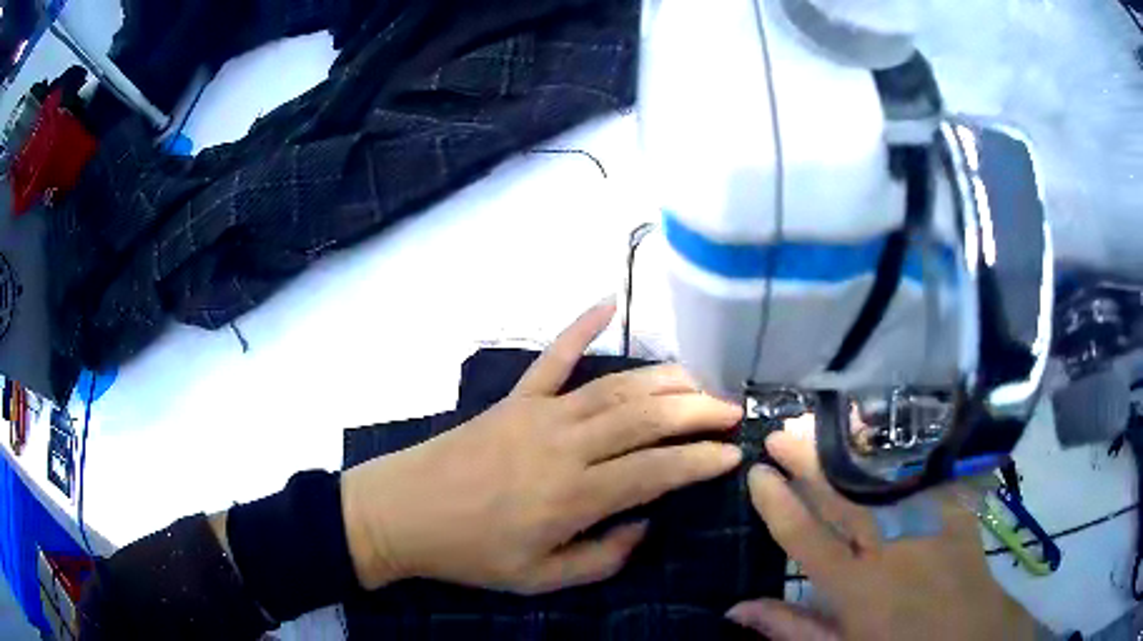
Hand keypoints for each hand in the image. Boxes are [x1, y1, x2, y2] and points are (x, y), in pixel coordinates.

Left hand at [341, 299, 743, 592]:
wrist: (402, 513)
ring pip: (616, 386)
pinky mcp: (514, 398)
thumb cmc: (471, 553)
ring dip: (663, 380)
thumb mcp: (539, 579)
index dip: (701, 460)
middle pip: (646, 417)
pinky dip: (581, 326)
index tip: (733, 453)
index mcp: (573, 496)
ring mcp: (538, 413)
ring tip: (699, 381)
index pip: (657, 470)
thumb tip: (644, 521)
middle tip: (731, 410)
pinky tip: (609, 302)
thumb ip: (601, 558)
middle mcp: (565, 445)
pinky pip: (553, 356)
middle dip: (697, 410)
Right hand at [727, 421, 1036, 640]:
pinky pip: (925, 470)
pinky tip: (883, 428)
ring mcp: (927, 522)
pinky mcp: (954, 506)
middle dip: (807, 460)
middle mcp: (889, 548)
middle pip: (843, 496)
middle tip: (781, 432)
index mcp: (856, 588)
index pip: (806, 538)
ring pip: (882, 475)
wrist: (968, 632)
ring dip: (849, 446)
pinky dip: (900, 447)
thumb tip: (735, 608)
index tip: (757, 474)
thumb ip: (790, 628)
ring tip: (824, 421)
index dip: (778, 504)